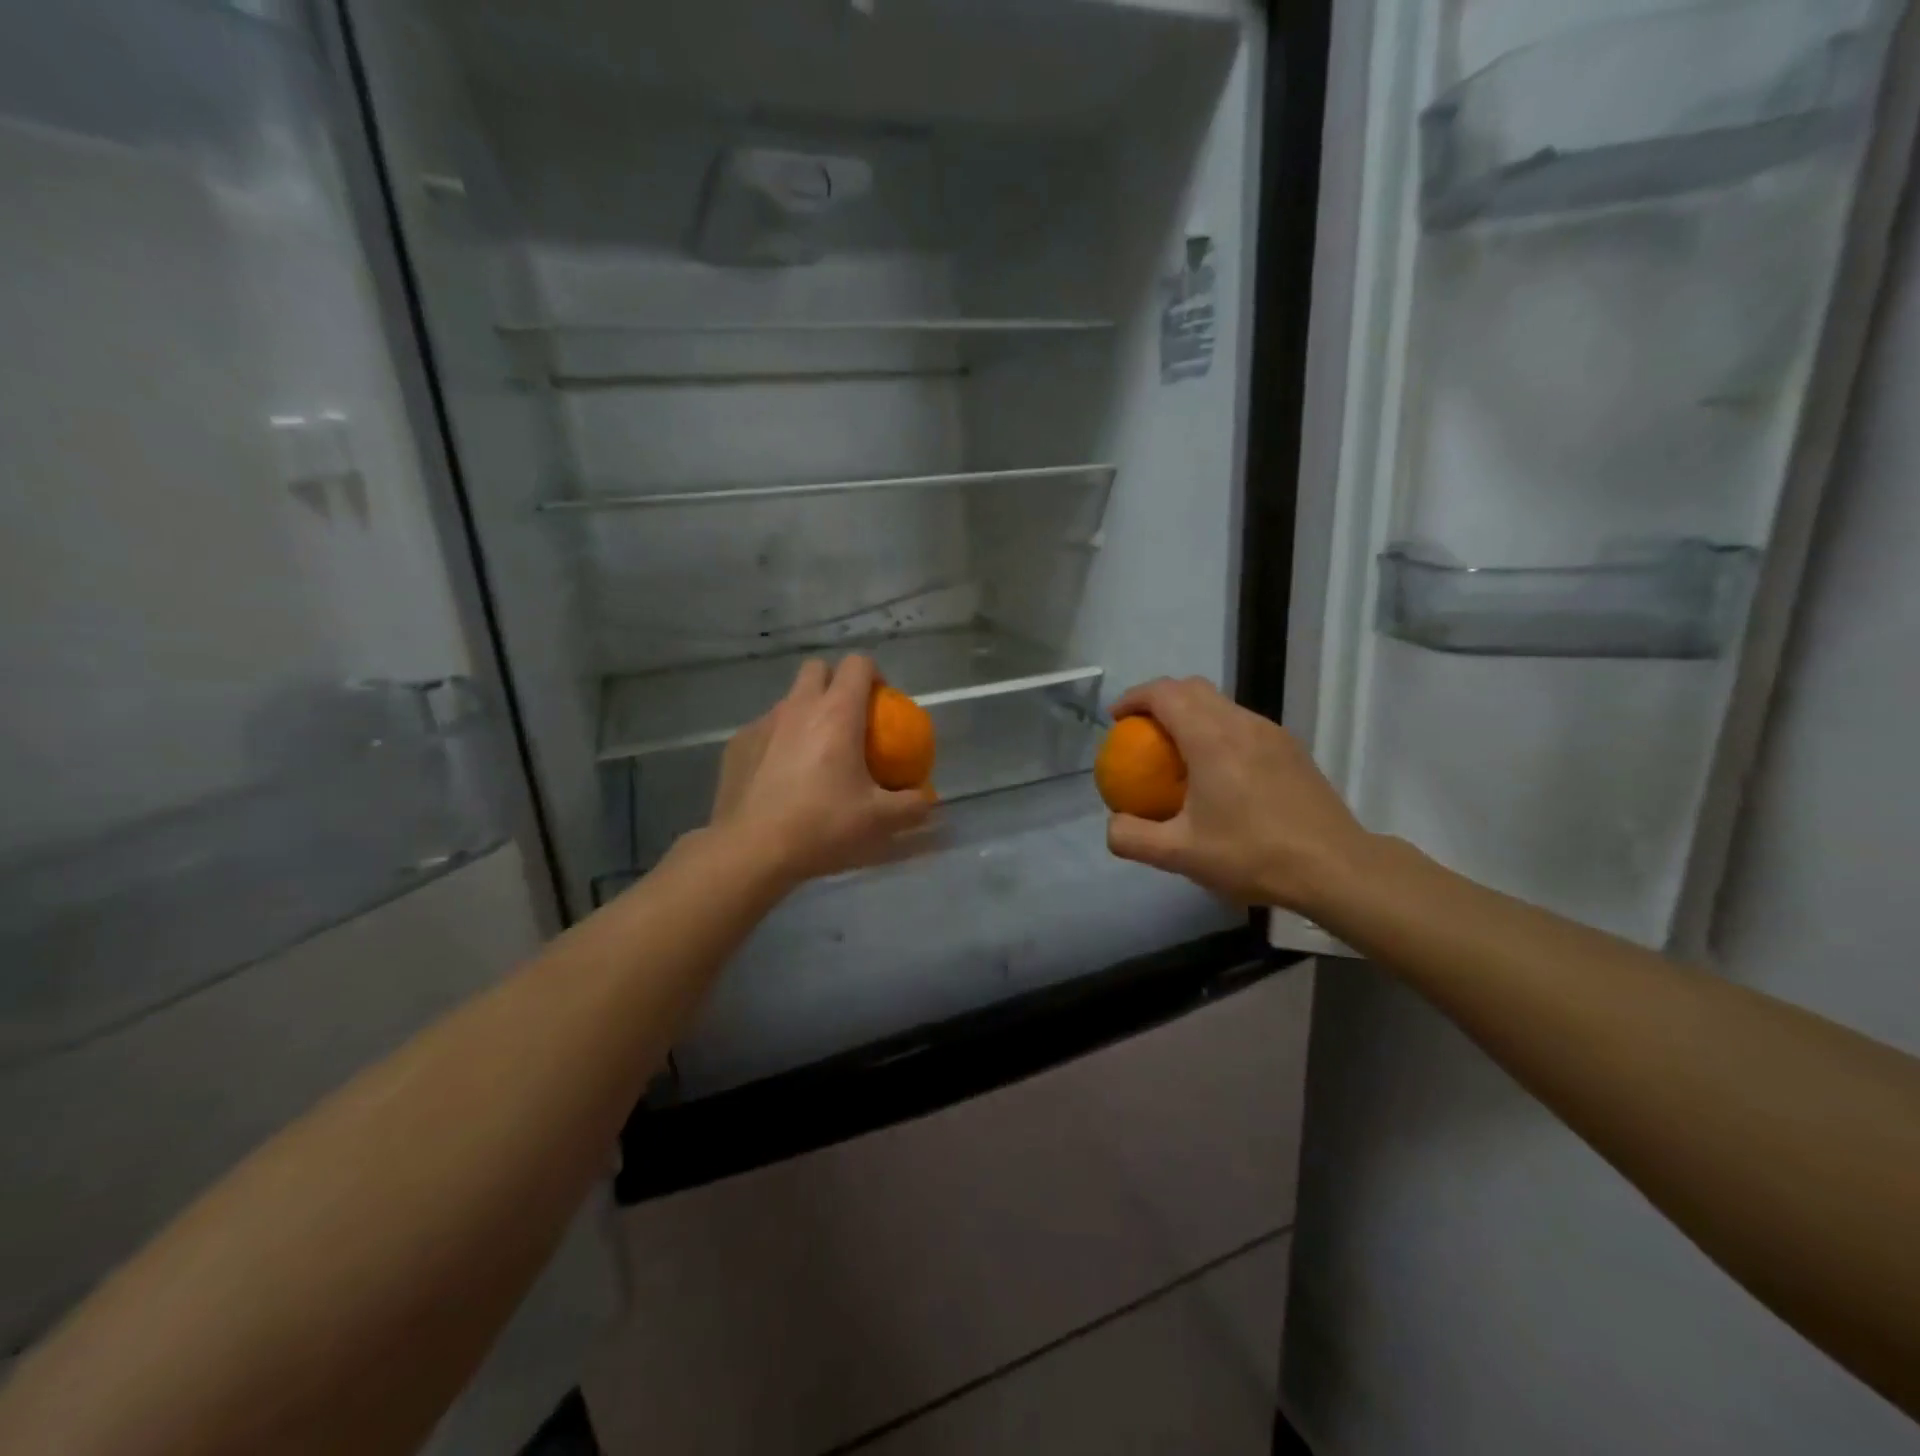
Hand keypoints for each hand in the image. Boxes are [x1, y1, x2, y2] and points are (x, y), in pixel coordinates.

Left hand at [709, 654, 932, 885]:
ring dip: (805, 712)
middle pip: (817, 669)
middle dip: (835, 682)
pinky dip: (778, 741)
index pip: (857, 665)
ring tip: (814, 752)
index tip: (881, 701)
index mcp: (837, 714)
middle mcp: (798, 707)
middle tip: (848, 719)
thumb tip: (927, 799)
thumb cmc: (822, 825)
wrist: (752, 850)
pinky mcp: (738, 744)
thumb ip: (912, 806)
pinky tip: (780, 776)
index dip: (873, 674)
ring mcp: (763, 723)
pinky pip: (764, 729)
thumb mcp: (880, 821)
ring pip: (788, 700)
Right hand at [1104, 677, 1374, 912]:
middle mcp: (1241, 723)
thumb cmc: (1253, 855)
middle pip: (1192, 688)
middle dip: (1159, 699)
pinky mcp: (1290, 747)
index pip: (1165, 694)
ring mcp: (1271, 732)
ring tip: (1175, 750)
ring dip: (1190, 713)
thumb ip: (1133, 838)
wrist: (1335, 866)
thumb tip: (1113, 823)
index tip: (1116, 719)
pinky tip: (1217, 771)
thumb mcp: (1180, 855)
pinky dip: (1216, 729)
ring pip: (1221, 703)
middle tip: (1140, 730)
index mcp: (1211, 738)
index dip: (1134, 698)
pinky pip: (1242, 722)